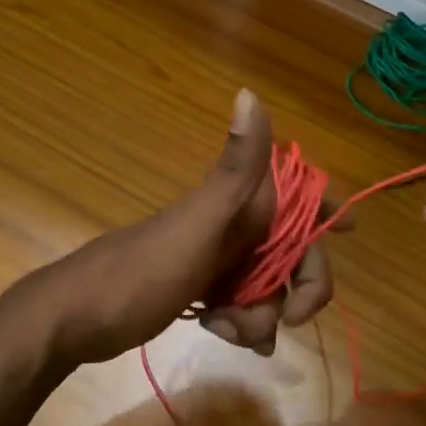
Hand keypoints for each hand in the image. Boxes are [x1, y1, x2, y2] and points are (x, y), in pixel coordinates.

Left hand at [27, 90, 335, 367]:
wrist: (75, 321)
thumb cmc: (140, 275)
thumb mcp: (197, 224)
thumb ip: (235, 170)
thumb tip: (250, 91)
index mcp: (237, 203)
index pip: (301, 196)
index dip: (328, 209)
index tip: (350, 233)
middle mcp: (232, 224)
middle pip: (295, 252)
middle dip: (297, 289)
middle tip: (288, 320)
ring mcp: (217, 258)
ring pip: (271, 286)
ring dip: (261, 315)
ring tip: (228, 328)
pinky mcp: (202, 288)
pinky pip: (244, 306)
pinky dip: (242, 324)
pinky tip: (219, 334)